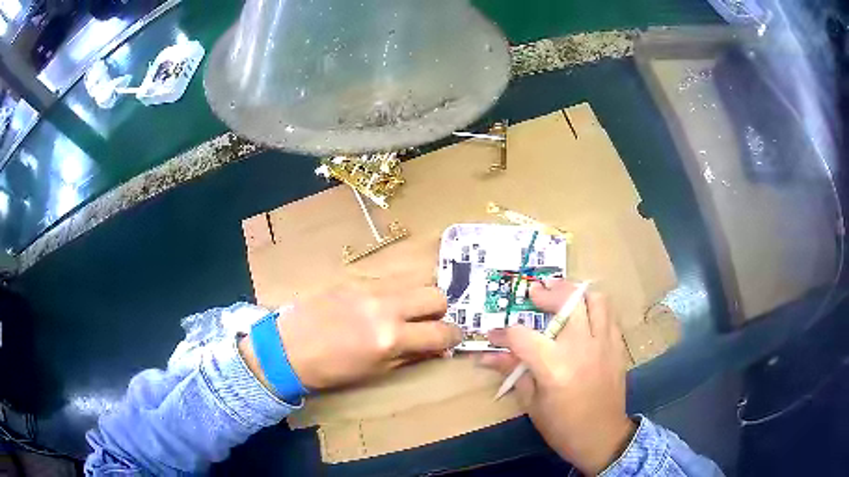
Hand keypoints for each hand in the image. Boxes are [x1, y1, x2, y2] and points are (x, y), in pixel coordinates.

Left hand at [241, 274, 462, 391]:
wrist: (287, 348)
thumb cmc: (330, 370)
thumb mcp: (375, 372)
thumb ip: (410, 356)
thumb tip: (435, 348)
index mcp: (390, 338)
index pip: (441, 332)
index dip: (453, 337)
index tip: (453, 338)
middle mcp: (385, 306)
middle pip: (435, 295)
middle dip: (440, 311)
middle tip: (429, 323)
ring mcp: (369, 288)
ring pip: (414, 280)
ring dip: (419, 297)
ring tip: (407, 311)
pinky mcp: (354, 278)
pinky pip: (389, 280)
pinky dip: (395, 292)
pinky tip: (380, 305)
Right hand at [480, 280, 635, 474]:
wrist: (602, 437)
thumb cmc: (562, 426)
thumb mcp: (532, 403)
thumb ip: (513, 372)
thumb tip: (487, 357)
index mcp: (554, 366)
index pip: (522, 336)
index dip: (502, 333)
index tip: (493, 335)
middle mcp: (580, 347)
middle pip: (566, 302)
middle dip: (546, 294)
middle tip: (534, 294)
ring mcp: (603, 343)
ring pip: (594, 299)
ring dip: (575, 292)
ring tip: (562, 294)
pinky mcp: (617, 346)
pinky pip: (608, 314)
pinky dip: (593, 307)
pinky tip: (584, 314)